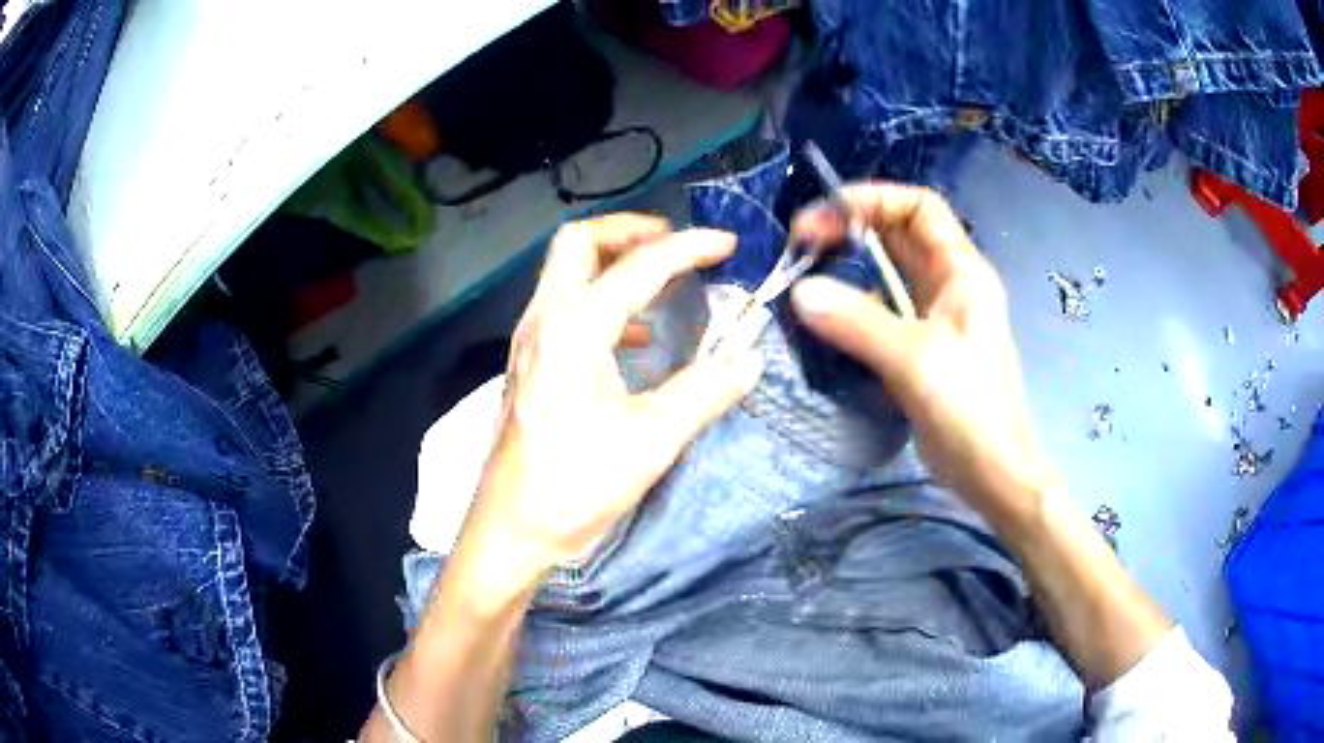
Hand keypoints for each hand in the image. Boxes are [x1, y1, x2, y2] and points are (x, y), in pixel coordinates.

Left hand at [457, 215, 763, 593]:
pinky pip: (564, 308)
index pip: (640, 265)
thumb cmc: (576, 485)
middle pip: (579, 242)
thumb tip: (749, 358)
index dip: (689, 248)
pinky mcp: (528, 364)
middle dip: (630, 231)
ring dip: (613, 263)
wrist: (512, 530)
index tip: (727, 244)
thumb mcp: (652, 439)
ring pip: (566, 271)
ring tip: (662, 282)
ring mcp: (529, 341)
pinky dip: (602, 302)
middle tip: (675, 244)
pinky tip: (634, 340)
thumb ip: (705, 391)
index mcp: (575, 327)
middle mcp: (544, 319)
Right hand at [790, 184, 1057, 525]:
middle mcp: (949, 286)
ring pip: (887, 276)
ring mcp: (934, 319)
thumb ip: (858, 321)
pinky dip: (852, 309)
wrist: (993, 475)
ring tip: (806, 279)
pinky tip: (825, 322)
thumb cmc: (971, 410)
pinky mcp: (919, 351)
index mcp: (962, 271)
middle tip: (802, 245)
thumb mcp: (916, 359)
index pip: (920, 207)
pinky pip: (881, 314)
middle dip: (851, 230)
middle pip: (898, 237)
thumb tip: (800, 291)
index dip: (875, 199)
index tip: (826, 215)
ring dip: (848, 271)